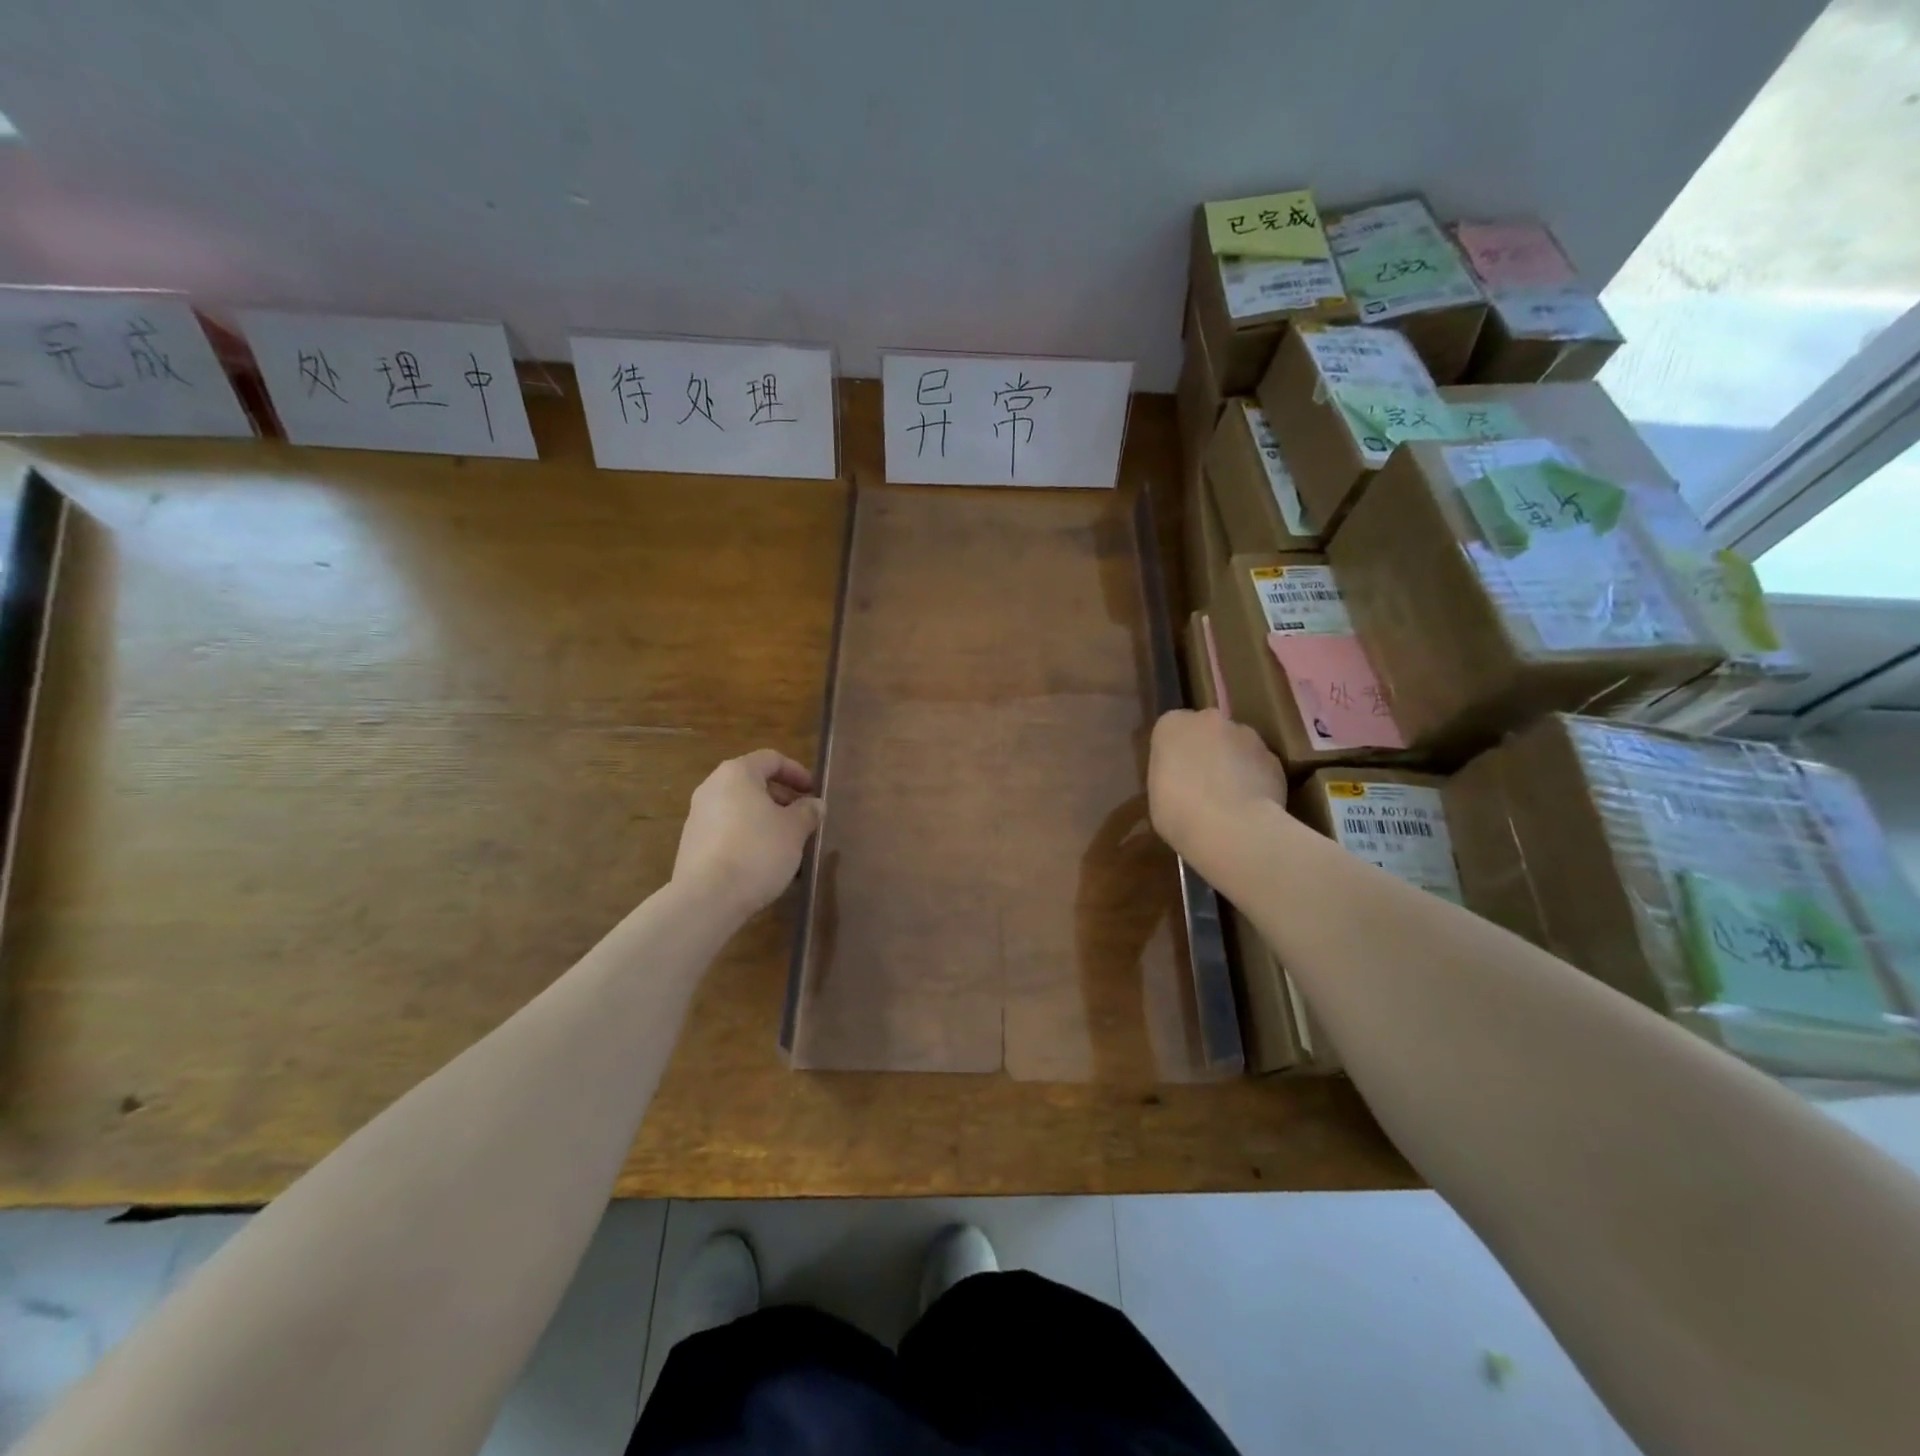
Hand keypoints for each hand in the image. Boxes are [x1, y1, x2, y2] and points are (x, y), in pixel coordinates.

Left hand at [673, 750, 822, 915]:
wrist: (707, 898)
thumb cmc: (757, 851)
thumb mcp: (794, 830)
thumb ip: (807, 812)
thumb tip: (814, 804)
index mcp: (737, 774)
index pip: (771, 759)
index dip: (797, 772)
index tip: (814, 792)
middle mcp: (712, 788)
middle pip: (753, 783)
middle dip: (782, 798)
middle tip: (803, 818)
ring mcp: (698, 816)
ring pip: (740, 809)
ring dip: (766, 820)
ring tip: (787, 843)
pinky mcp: (692, 844)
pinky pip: (727, 831)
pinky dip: (748, 837)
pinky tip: (764, 862)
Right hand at [1147, 709, 1285, 861]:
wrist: (1232, 829)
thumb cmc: (1178, 813)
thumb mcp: (1155, 793)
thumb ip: (1169, 773)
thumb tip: (1183, 777)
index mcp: (1172, 725)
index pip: (1170, 730)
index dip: (1173, 754)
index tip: (1173, 776)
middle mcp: (1209, 720)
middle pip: (1206, 731)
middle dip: (1205, 750)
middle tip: (1200, 784)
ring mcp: (1246, 735)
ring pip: (1236, 745)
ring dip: (1232, 763)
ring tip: (1229, 799)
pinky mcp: (1273, 757)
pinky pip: (1259, 765)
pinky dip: (1255, 779)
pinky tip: (1250, 806)